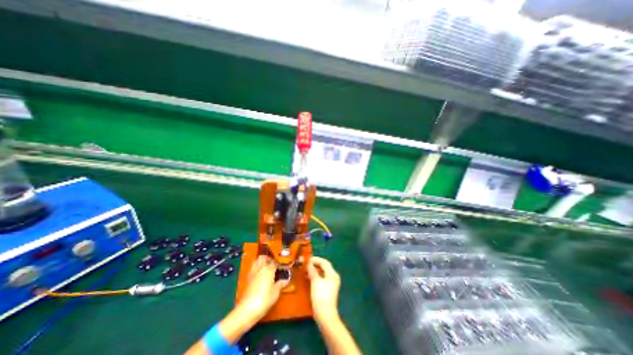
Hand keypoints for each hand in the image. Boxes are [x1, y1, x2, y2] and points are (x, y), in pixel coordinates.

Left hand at [238, 254, 284, 320]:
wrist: (246, 310)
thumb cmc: (264, 299)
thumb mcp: (276, 292)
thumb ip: (281, 284)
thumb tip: (286, 279)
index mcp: (269, 269)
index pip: (275, 263)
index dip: (280, 264)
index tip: (283, 268)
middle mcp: (260, 268)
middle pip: (264, 258)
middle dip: (269, 259)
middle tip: (274, 264)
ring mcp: (253, 273)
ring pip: (256, 261)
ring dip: (261, 262)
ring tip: (267, 268)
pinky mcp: (247, 279)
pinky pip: (253, 269)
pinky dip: (257, 269)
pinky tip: (260, 276)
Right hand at [307, 257, 341, 322]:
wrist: (325, 315)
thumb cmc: (321, 296)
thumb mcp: (315, 281)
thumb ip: (312, 271)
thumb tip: (309, 264)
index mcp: (332, 273)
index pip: (324, 262)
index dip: (315, 259)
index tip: (307, 259)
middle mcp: (333, 277)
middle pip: (324, 267)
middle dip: (315, 264)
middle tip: (306, 264)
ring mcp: (331, 284)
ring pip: (322, 273)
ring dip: (315, 270)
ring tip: (305, 270)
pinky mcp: (328, 289)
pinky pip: (322, 278)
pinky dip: (316, 276)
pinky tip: (309, 278)